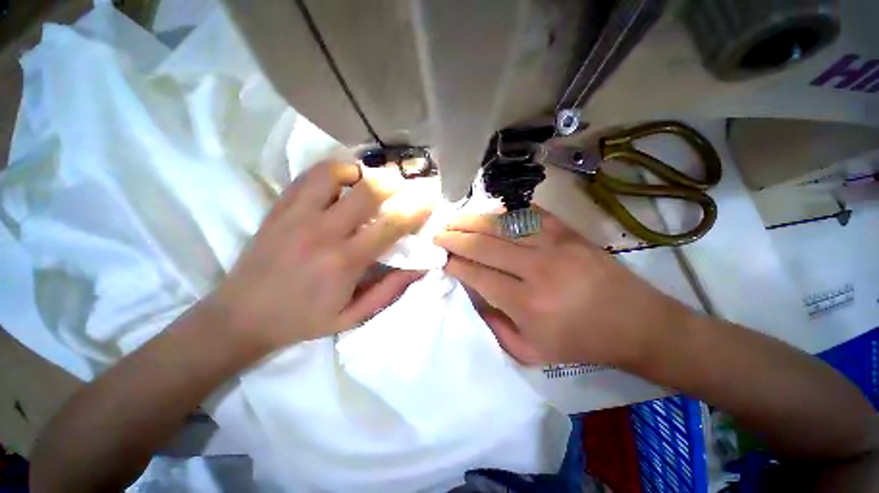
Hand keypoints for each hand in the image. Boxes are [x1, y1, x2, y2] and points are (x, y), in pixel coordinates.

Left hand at [204, 161, 431, 354]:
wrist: (241, 316)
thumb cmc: (303, 320)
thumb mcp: (354, 316)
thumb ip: (391, 289)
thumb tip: (421, 266)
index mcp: (345, 261)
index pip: (391, 224)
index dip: (416, 208)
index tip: (430, 199)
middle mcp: (322, 231)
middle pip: (368, 190)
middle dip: (395, 183)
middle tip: (405, 187)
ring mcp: (296, 214)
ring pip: (335, 172)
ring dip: (361, 173)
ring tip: (371, 183)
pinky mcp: (279, 207)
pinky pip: (309, 175)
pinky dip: (333, 171)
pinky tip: (342, 182)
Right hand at [434, 208, 691, 366]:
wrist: (637, 323)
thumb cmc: (582, 343)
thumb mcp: (532, 352)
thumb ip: (495, 326)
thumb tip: (473, 297)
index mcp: (526, 303)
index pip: (477, 274)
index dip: (455, 264)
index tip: (441, 258)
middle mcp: (537, 269)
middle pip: (484, 245)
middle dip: (455, 238)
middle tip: (438, 234)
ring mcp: (555, 245)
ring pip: (503, 225)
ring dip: (474, 220)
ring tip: (455, 219)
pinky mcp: (569, 232)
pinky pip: (529, 214)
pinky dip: (505, 212)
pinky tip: (490, 213)